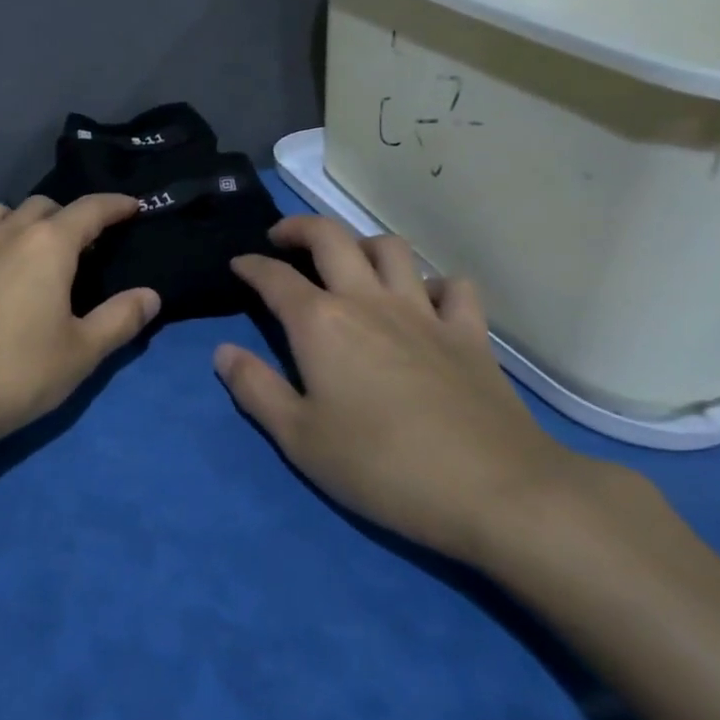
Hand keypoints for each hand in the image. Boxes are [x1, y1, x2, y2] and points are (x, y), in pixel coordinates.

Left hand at [0, 195, 160, 450]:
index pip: (90, 209)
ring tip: (28, 248)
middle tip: (81, 246)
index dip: (115, 205)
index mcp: (50, 246)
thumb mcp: (82, 352)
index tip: (133, 207)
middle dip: (68, 216)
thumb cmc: (19, 372)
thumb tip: (150, 295)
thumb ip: (120, 319)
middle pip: (43, 206)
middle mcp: (8, 233)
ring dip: (19, 220)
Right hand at [214, 216, 592, 564]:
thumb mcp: (299, 438)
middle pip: (330, 237)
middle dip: (299, 228)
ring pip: (391, 249)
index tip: (238, 264)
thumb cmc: (381, 466)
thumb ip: (255, 389)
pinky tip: (425, 302)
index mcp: (320, 322)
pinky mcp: (470, 333)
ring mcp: (424, 312)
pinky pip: (453, 287)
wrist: (496, 492)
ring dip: (363, 244)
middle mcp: (368, 300)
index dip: (251, 265)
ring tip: (350, 263)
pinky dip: (433, 285)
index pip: (274, 277)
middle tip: (283, 239)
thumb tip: (223, 352)